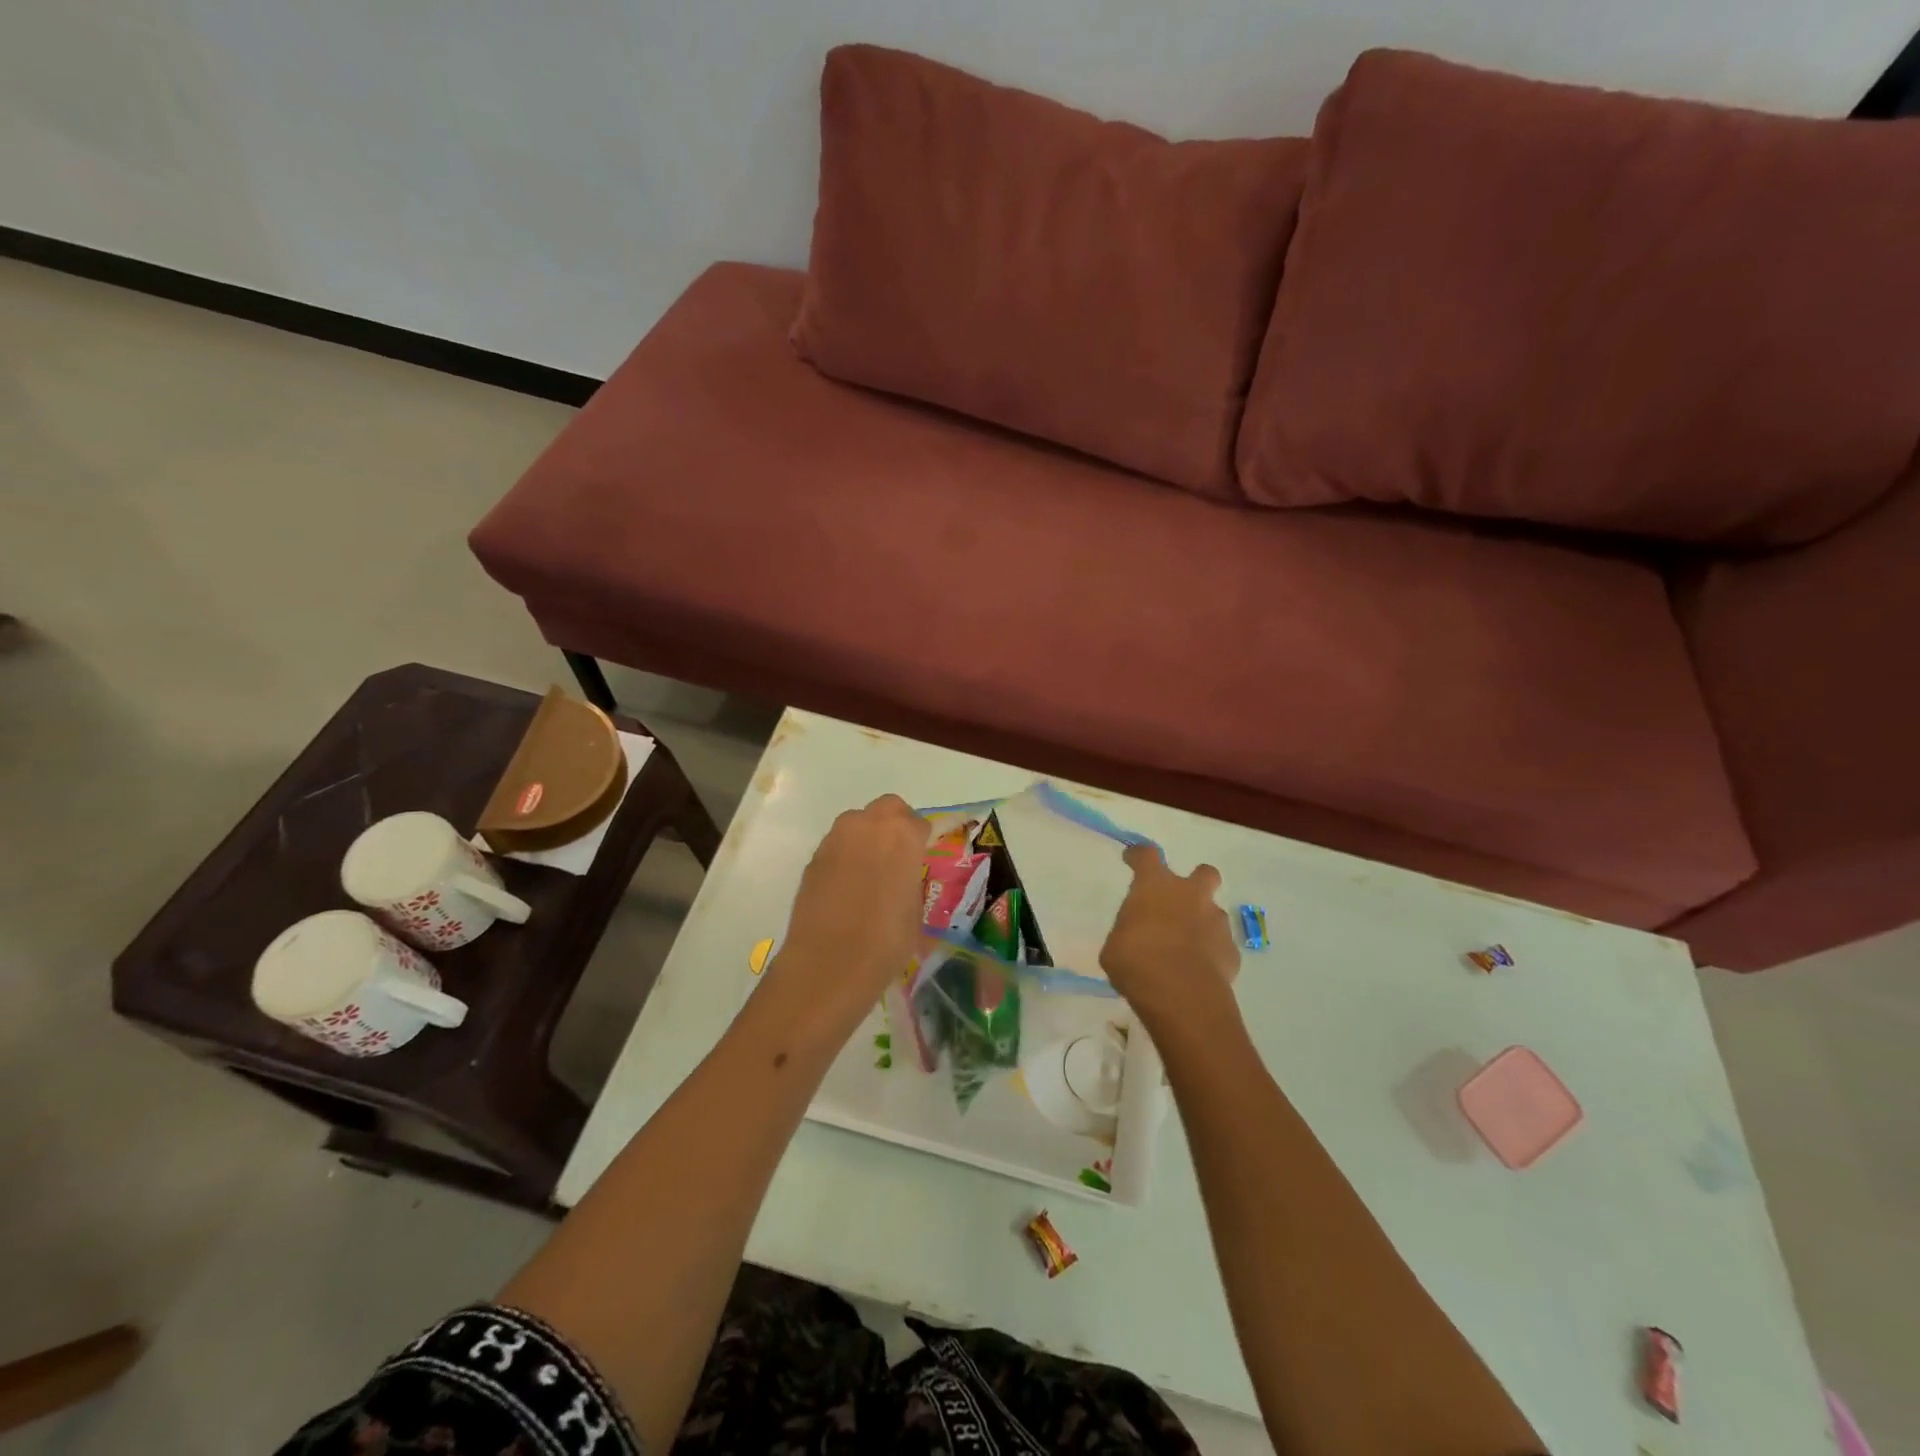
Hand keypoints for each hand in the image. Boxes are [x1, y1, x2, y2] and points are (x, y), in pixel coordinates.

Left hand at [765, 794, 928, 1031]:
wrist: (829, 963)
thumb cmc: (886, 940)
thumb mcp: (915, 910)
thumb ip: (910, 880)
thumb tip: (902, 877)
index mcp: (902, 835)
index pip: (918, 823)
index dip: (921, 841)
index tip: (920, 861)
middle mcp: (867, 826)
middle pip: (887, 808)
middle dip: (894, 825)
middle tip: (897, 856)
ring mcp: (836, 839)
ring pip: (857, 823)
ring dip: (866, 837)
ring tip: (869, 873)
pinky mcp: (813, 858)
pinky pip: (837, 846)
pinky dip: (845, 857)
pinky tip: (847, 888)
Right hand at [1100, 843, 1240, 1034]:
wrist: (1181, 995)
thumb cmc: (1137, 962)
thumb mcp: (1115, 947)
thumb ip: (1127, 932)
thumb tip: (1135, 936)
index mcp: (1155, 886)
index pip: (1147, 856)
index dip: (1139, 855)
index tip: (1133, 858)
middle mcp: (1190, 895)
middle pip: (1204, 873)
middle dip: (1196, 881)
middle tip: (1181, 900)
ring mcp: (1215, 921)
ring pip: (1214, 911)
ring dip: (1202, 922)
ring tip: (1187, 946)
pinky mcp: (1231, 950)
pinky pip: (1221, 945)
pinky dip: (1211, 952)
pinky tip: (1198, 970)